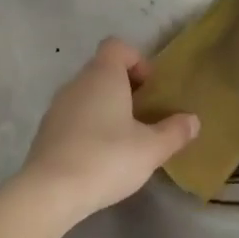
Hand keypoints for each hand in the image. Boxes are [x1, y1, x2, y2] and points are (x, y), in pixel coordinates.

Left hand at [17, 39, 199, 224]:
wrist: (50, 191)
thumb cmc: (106, 158)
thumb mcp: (151, 149)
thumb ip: (174, 132)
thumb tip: (192, 120)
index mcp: (102, 75)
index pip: (117, 46)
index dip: (137, 60)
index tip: (150, 89)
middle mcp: (77, 82)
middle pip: (103, 70)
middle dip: (125, 88)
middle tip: (143, 116)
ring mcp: (57, 106)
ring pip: (87, 94)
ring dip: (106, 108)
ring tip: (123, 139)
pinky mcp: (46, 130)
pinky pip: (73, 116)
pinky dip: (88, 126)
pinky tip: (99, 157)